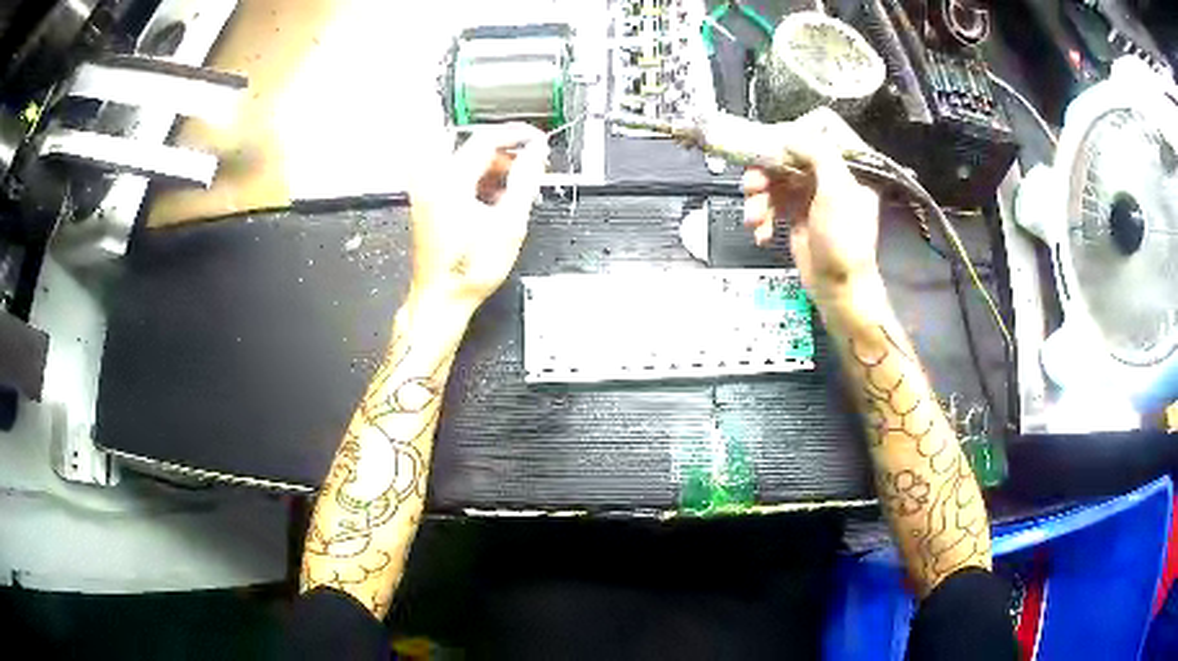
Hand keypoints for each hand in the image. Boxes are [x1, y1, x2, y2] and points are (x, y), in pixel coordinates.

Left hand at [408, 123, 548, 311]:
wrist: (441, 298)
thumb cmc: (469, 269)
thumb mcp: (509, 223)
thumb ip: (525, 180)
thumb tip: (537, 153)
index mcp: (452, 180)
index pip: (487, 138)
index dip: (516, 135)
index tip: (537, 139)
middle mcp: (434, 180)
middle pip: (474, 147)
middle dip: (506, 153)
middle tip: (530, 165)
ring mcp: (427, 192)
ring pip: (464, 162)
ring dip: (492, 167)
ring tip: (515, 186)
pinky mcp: (428, 204)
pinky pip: (455, 177)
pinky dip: (477, 180)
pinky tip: (494, 199)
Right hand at [740, 108, 881, 304]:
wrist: (839, 289)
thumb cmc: (844, 240)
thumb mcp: (837, 191)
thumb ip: (818, 154)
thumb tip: (789, 134)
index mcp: (844, 166)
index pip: (813, 136)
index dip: (788, 139)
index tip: (767, 149)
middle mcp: (827, 176)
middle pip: (786, 158)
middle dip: (765, 174)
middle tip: (751, 187)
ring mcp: (810, 196)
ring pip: (774, 182)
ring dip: (759, 199)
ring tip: (753, 219)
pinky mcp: (796, 215)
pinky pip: (772, 205)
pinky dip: (763, 218)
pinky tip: (762, 234)